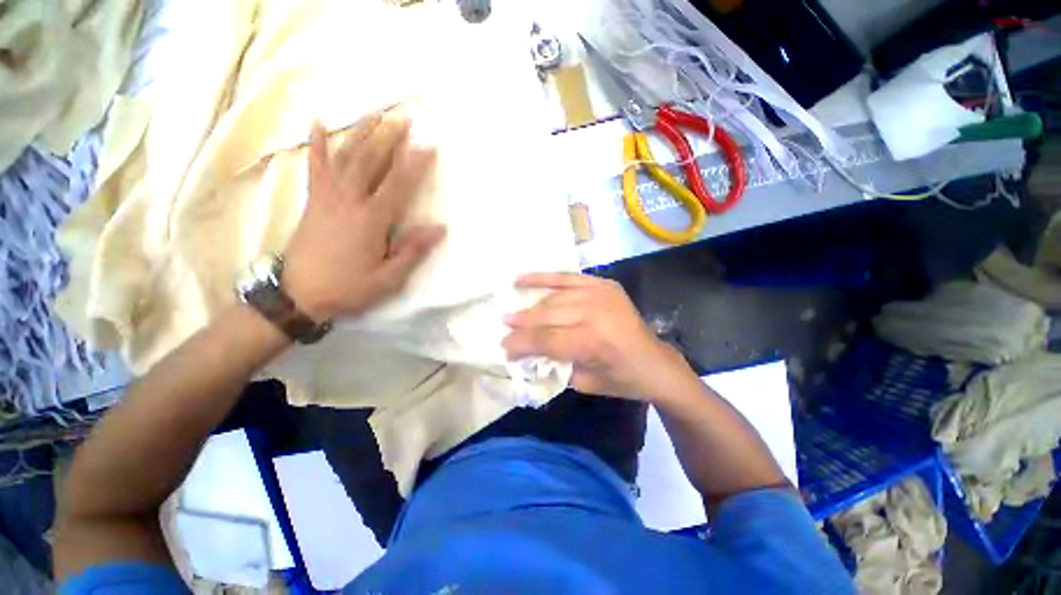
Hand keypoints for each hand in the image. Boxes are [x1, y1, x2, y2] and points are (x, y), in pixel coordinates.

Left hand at [283, 107, 445, 320]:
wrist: (299, 295)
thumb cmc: (348, 288)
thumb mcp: (388, 278)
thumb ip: (412, 251)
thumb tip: (438, 228)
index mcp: (371, 220)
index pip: (398, 185)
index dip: (414, 164)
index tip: (428, 146)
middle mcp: (349, 201)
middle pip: (371, 162)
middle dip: (389, 137)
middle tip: (404, 117)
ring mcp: (327, 197)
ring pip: (345, 157)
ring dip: (361, 133)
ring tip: (375, 113)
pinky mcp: (313, 200)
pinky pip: (315, 167)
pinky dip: (317, 144)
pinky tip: (318, 123)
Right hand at [502, 273, 692, 400]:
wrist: (656, 362)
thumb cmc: (621, 379)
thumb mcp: (584, 382)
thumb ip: (554, 364)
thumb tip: (528, 352)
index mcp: (592, 342)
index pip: (545, 340)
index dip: (521, 344)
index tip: (503, 348)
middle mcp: (594, 313)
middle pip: (547, 316)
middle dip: (521, 324)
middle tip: (504, 328)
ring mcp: (600, 294)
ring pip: (554, 298)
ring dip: (530, 305)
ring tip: (511, 311)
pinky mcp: (603, 284)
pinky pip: (567, 277)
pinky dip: (544, 278)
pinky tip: (523, 279)